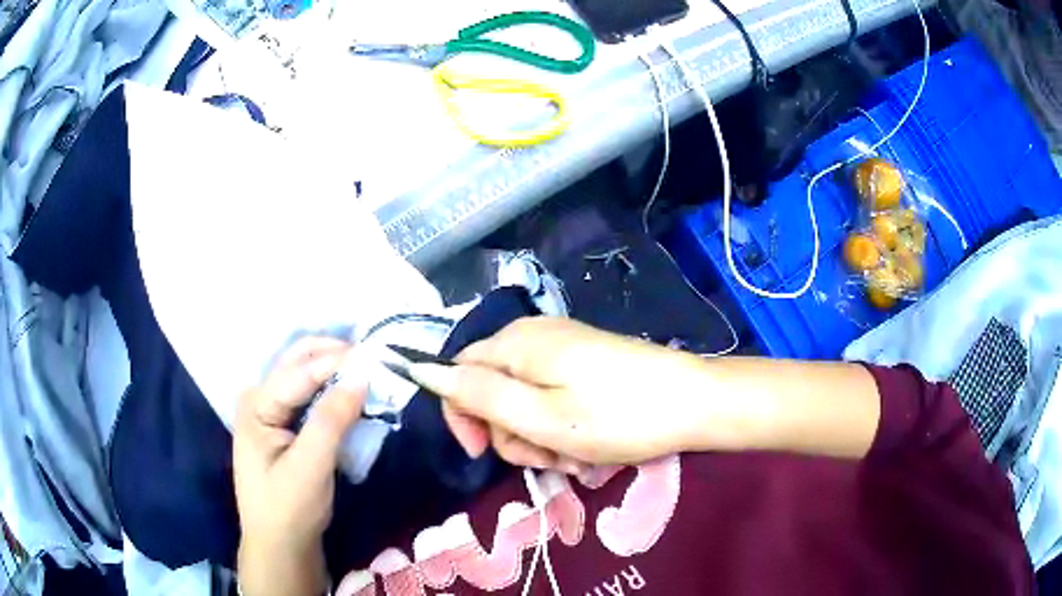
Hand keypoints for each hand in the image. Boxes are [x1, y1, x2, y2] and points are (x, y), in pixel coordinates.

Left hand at [234, 337, 366, 595]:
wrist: (280, 546)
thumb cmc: (288, 509)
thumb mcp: (310, 467)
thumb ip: (331, 420)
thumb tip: (361, 376)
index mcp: (256, 405)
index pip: (299, 372)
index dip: (336, 361)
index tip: (375, 354)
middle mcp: (260, 399)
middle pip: (297, 363)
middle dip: (332, 354)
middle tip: (371, 354)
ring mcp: (270, 412)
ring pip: (304, 377)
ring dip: (333, 370)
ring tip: (366, 367)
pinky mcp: (284, 427)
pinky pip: (309, 397)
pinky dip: (331, 390)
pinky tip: (350, 391)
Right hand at [409, 318, 714, 471]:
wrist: (694, 403)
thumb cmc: (617, 416)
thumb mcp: (539, 416)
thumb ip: (478, 393)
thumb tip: (422, 370)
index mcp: (518, 343)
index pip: (457, 372)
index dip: (462, 416)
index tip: (481, 454)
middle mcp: (536, 338)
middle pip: (492, 390)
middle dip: (511, 434)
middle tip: (547, 460)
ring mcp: (565, 350)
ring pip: (524, 402)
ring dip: (540, 438)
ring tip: (577, 459)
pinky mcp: (587, 365)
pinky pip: (554, 399)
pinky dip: (562, 429)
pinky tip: (590, 447)